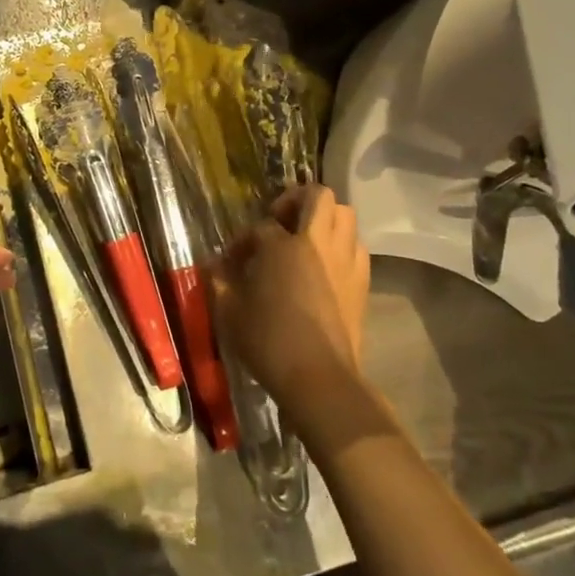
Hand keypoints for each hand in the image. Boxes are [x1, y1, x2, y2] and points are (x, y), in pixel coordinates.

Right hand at [215, 185, 370, 430]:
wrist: (320, 379)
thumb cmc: (269, 342)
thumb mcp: (229, 311)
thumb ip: (219, 281)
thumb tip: (212, 265)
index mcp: (282, 246)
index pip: (260, 227)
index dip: (243, 241)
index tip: (232, 262)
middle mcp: (317, 243)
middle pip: (317, 196)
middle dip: (296, 199)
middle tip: (280, 220)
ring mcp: (345, 260)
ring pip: (344, 214)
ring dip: (324, 218)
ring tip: (305, 239)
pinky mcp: (362, 281)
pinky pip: (356, 244)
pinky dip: (342, 244)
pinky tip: (325, 265)